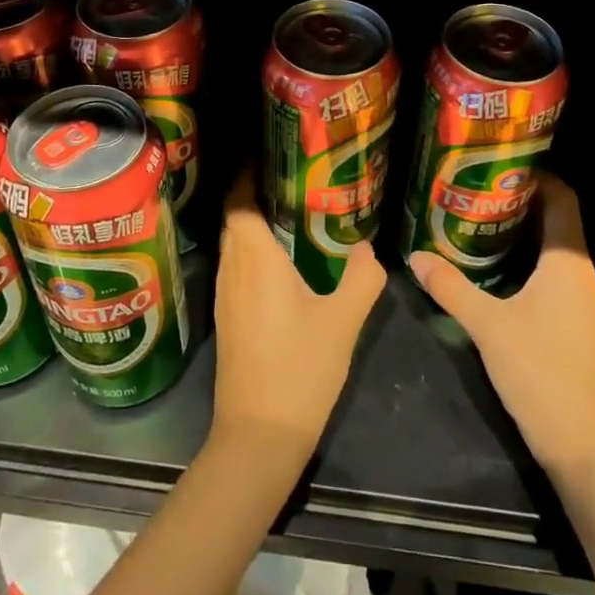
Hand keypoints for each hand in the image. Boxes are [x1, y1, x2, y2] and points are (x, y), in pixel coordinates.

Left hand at [210, 170, 386, 463]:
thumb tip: (369, 249)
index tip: (274, 157)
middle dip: (254, 194)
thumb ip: (362, 279)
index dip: (248, 174)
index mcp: (255, 260)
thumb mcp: (343, 322)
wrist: (258, 437)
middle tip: (292, 180)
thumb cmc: (299, 371)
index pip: (238, 201)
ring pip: (234, 245)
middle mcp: (232, 270)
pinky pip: (236, 268)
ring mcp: (225, 297)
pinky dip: (253, 253)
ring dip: (254, 224)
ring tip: (291, 213)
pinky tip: (282, 264)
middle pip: (233, 219)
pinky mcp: (228, 320)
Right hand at [408, 174, 594, 478]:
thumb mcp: (488, 326)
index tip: (498, 164)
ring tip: (476, 219)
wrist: (585, 445)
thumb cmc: (541, 373)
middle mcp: (580, 274)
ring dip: (521, 231)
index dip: (537, 176)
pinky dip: (525, 259)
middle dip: (519, 200)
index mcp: (568, 263)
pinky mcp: (574, 322)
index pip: (563, 199)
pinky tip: (493, 267)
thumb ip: (450, 287)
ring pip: (553, 249)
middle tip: (474, 189)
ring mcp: (580, 300)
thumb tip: (415, 256)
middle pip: (557, 220)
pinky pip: (551, 273)